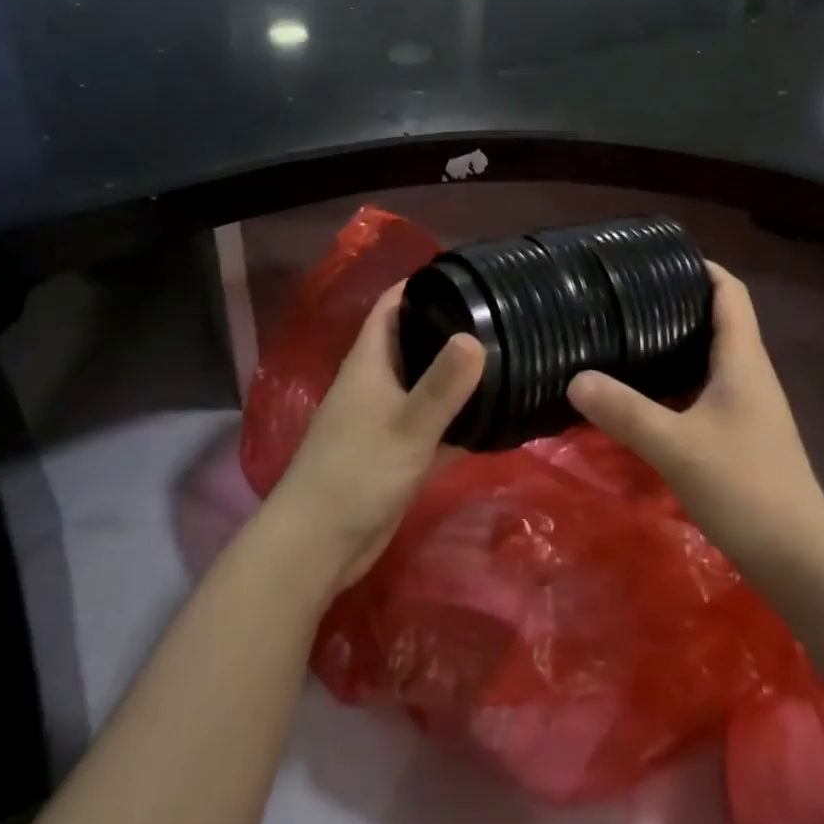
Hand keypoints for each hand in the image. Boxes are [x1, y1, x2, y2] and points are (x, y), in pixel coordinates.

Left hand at [265, 283, 483, 591]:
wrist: (316, 548)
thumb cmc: (356, 474)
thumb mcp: (407, 426)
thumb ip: (443, 384)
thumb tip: (476, 335)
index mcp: (370, 362)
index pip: (393, 305)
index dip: (422, 284)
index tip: (466, 275)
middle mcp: (376, 382)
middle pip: (414, 341)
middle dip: (450, 326)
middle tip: (500, 316)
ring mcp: (385, 419)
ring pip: (426, 384)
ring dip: (457, 374)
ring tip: (507, 357)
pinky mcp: (395, 453)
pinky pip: (433, 424)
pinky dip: (458, 419)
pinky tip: (494, 417)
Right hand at [567, 263, 823, 585]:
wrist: (799, 559)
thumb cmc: (745, 487)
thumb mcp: (676, 446)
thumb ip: (625, 411)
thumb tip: (576, 378)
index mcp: (742, 358)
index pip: (730, 292)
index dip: (701, 267)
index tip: (659, 260)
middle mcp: (749, 373)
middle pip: (718, 319)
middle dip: (677, 302)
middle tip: (626, 298)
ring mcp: (748, 405)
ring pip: (709, 356)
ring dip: (675, 342)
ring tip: (627, 336)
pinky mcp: (741, 434)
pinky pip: (705, 388)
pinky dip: (677, 379)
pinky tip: (644, 394)